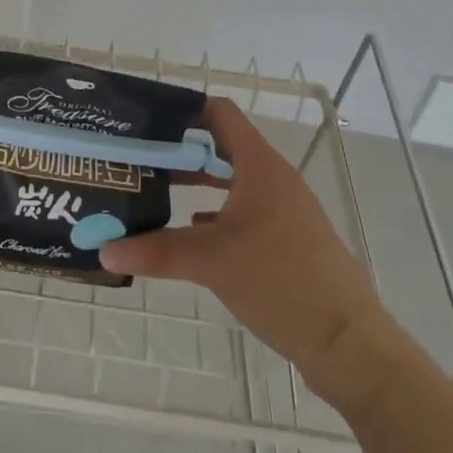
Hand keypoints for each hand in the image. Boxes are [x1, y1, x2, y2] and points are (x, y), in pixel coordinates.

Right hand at [99, 96, 384, 372]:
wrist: (347, 343)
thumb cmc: (280, 281)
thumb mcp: (212, 262)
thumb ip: (156, 252)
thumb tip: (105, 250)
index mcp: (259, 166)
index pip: (219, 113)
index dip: (184, 109)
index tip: (147, 119)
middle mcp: (273, 178)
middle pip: (222, 146)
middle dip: (181, 150)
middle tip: (139, 157)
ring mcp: (283, 210)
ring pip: (232, 181)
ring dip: (197, 182)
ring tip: (155, 189)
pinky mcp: (287, 240)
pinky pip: (244, 210)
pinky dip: (215, 212)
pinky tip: (189, 230)